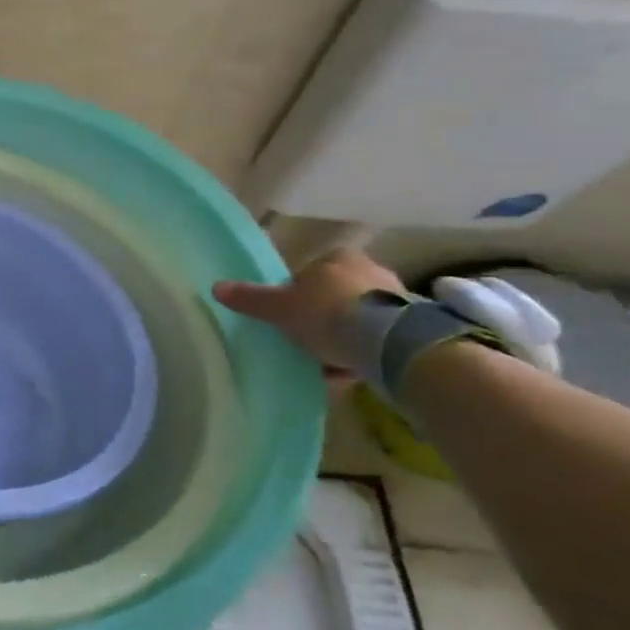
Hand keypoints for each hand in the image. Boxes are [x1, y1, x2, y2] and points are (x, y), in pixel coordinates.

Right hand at [213, 248, 403, 373]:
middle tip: (306, 342)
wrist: (390, 343)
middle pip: (334, 296)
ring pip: (358, 319)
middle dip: (322, 318)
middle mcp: (370, 270)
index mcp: (337, 257)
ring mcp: (397, 298)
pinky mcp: (414, 327)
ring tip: (327, 364)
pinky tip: (351, 372)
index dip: (296, 296)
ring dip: (344, 338)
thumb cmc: (328, 314)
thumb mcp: (280, 308)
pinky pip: (378, 339)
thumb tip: (216, 287)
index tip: (288, 320)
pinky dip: (364, 352)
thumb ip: (251, 298)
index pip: (309, 273)